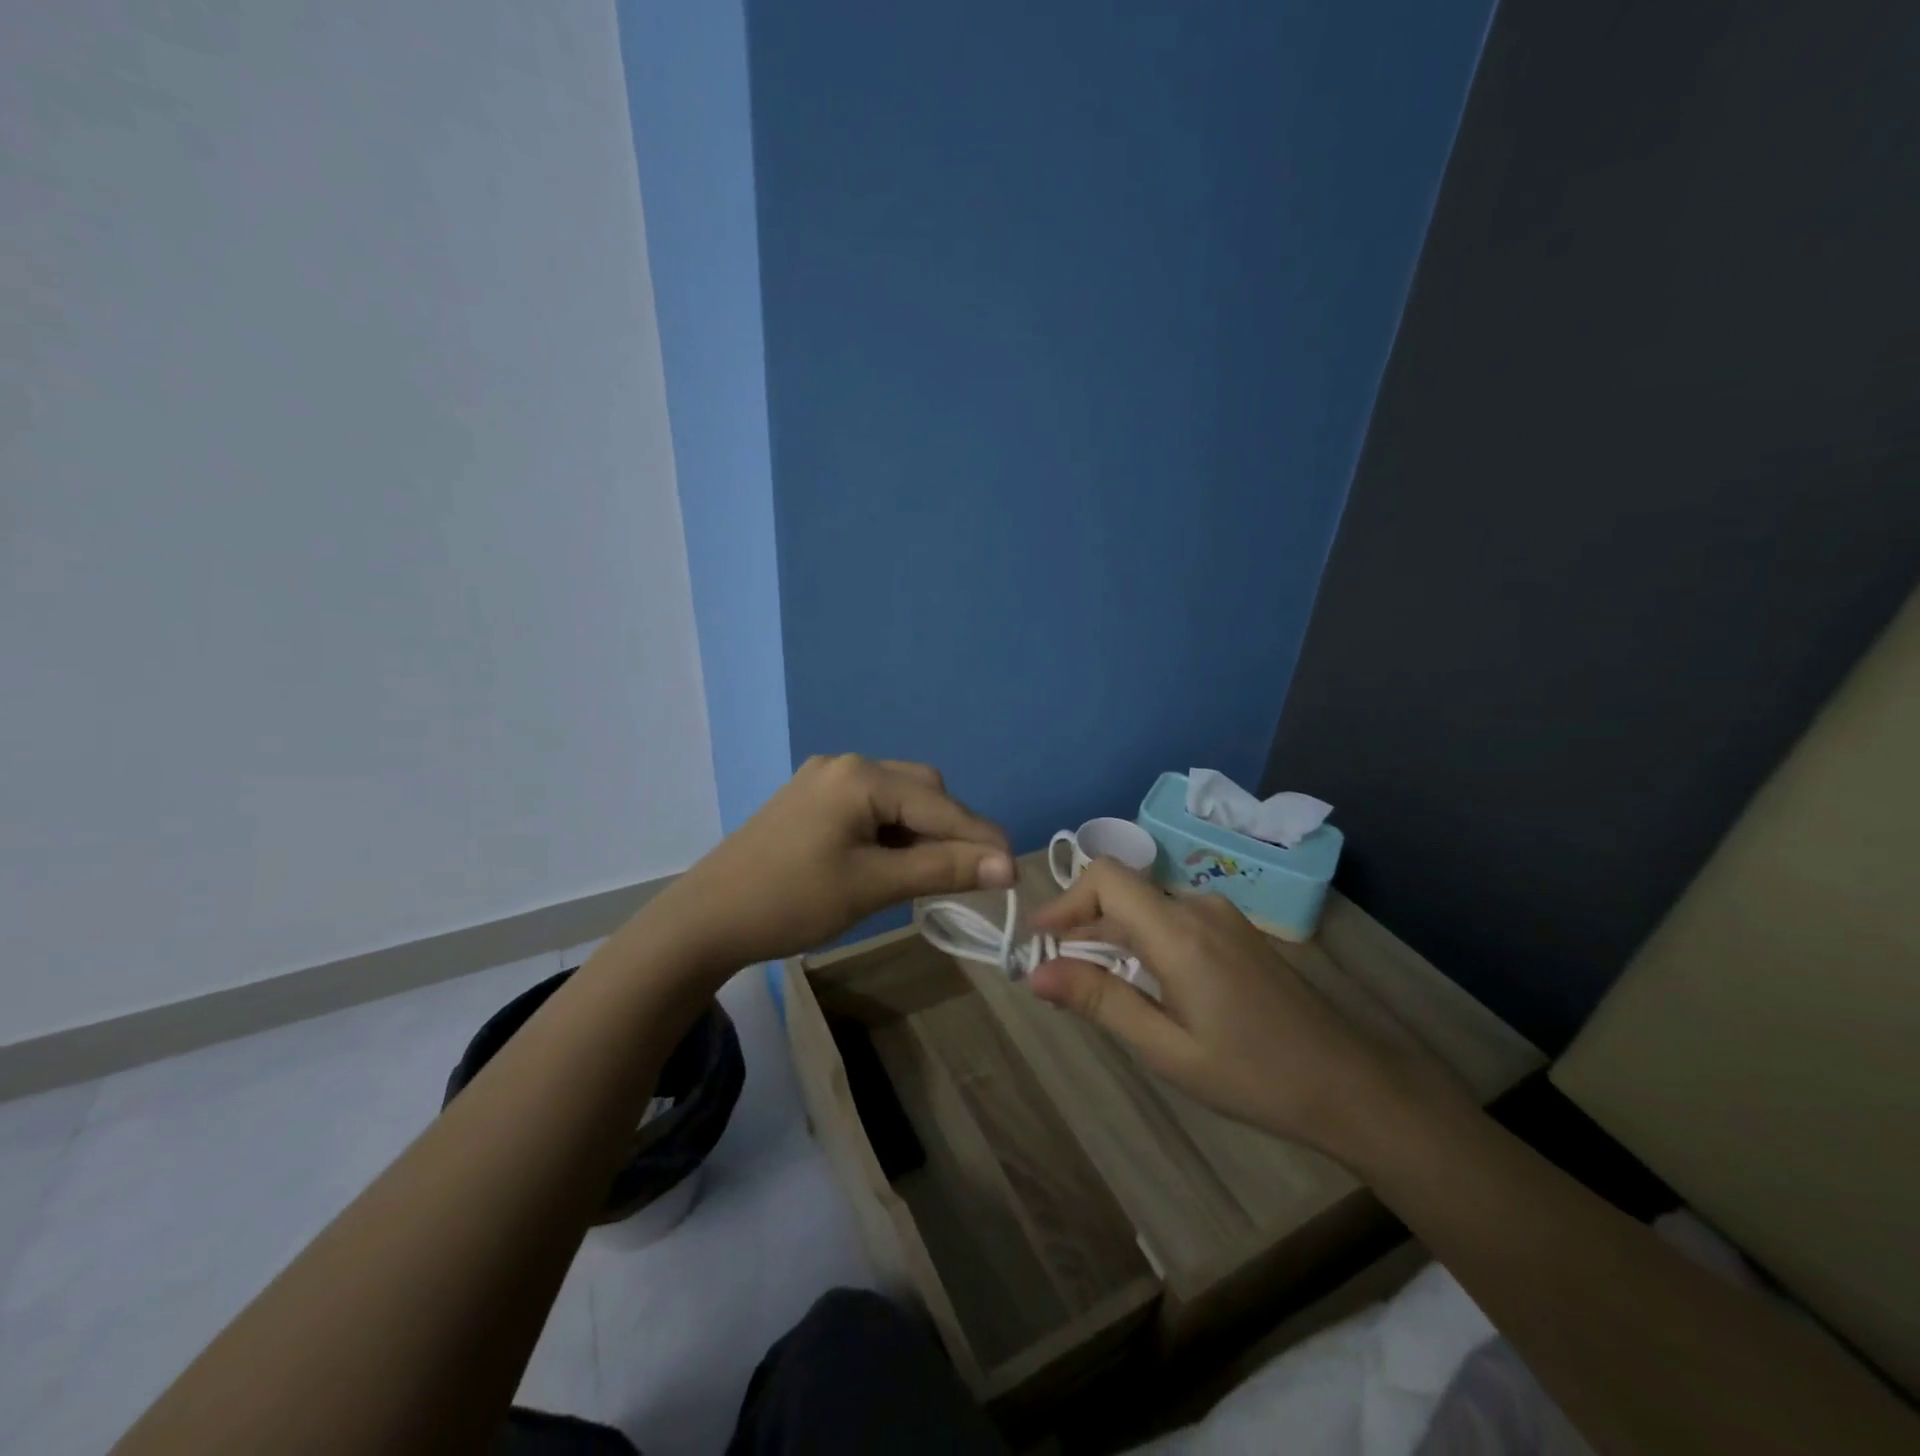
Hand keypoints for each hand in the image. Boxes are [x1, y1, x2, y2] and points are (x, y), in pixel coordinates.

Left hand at [653, 755, 1013, 975]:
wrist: (705, 919)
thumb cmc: (791, 901)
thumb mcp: (872, 886)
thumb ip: (941, 869)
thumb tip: (1006, 866)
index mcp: (860, 777)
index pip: (939, 804)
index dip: (980, 838)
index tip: (1014, 870)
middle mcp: (845, 765)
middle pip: (921, 790)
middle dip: (951, 830)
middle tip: (971, 873)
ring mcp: (824, 780)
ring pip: (897, 798)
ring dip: (922, 831)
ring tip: (933, 872)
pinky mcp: (810, 801)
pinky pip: (870, 807)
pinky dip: (892, 832)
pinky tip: (893, 862)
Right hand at [1027, 860, 1421, 1153]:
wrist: (1349, 1084)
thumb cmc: (1253, 1075)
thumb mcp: (1166, 1048)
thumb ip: (1100, 1001)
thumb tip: (1035, 972)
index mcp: (1180, 932)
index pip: (1106, 877)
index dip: (1065, 900)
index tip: (1039, 941)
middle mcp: (1199, 907)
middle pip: (1122, 893)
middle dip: (1082, 927)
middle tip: (1057, 977)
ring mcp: (1221, 915)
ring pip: (1145, 908)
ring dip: (1112, 937)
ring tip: (1097, 988)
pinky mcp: (1234, 929)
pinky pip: (1171, 920)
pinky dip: (1142, 941)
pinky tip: (1145, 986)